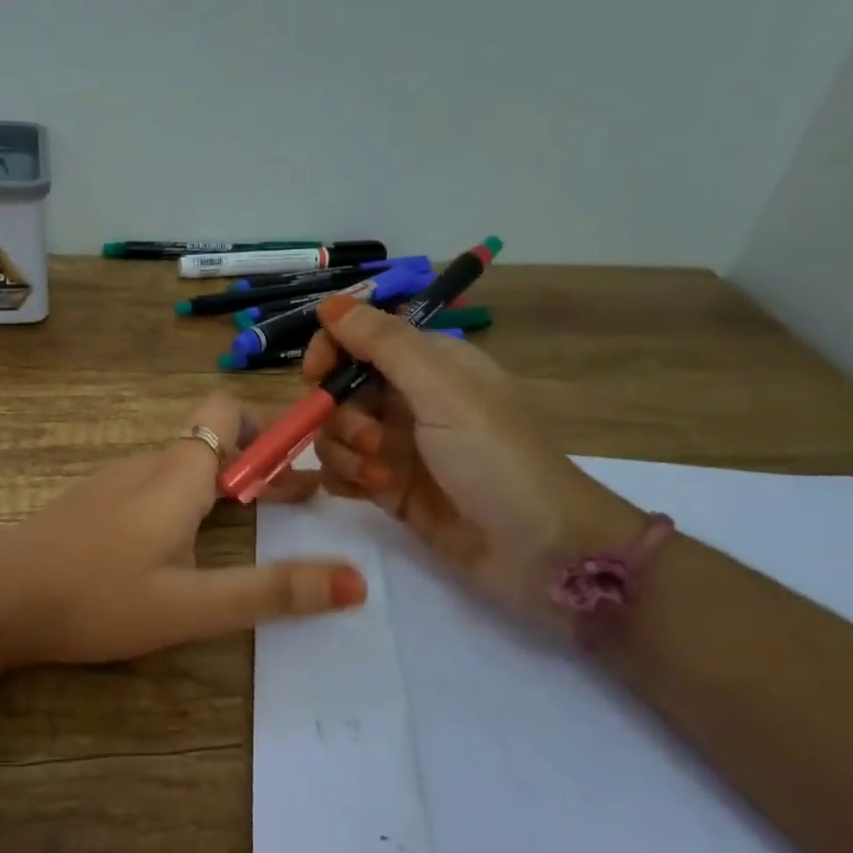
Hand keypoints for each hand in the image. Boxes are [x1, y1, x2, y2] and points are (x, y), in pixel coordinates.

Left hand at [0, 393, 367, 664]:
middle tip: (300, 503)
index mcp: (176, 474)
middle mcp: (146, 464)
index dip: (271, 427)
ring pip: (184, 464)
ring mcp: (113, 481)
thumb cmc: (95, 600)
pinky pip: (155, 485)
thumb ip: (271, 592)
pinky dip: (190, 498)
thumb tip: (356, 580)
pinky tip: (187, 543)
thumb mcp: (191, 605)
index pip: (228, 412)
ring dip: (227, 483)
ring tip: (256, 522)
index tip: (307, 466)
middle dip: (261, 463)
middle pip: (213, 440)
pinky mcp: (92, 504)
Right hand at [272, 299, 643, 624]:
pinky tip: (365, 490)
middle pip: (340, 389)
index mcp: (429, 364)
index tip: (316, 375)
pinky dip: (344, 477)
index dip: (331, 351)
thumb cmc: (495, 458)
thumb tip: (329, 302)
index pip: (360, 339)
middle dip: (340, 413)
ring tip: (380, 476)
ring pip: (335, 432)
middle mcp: (408, 399)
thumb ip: (384, 344)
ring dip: (345, 451)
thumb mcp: (442, 390)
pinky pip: (342, 470)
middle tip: (370, 440)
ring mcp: (397, 445)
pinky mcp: (388, 487)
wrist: (537, 550)